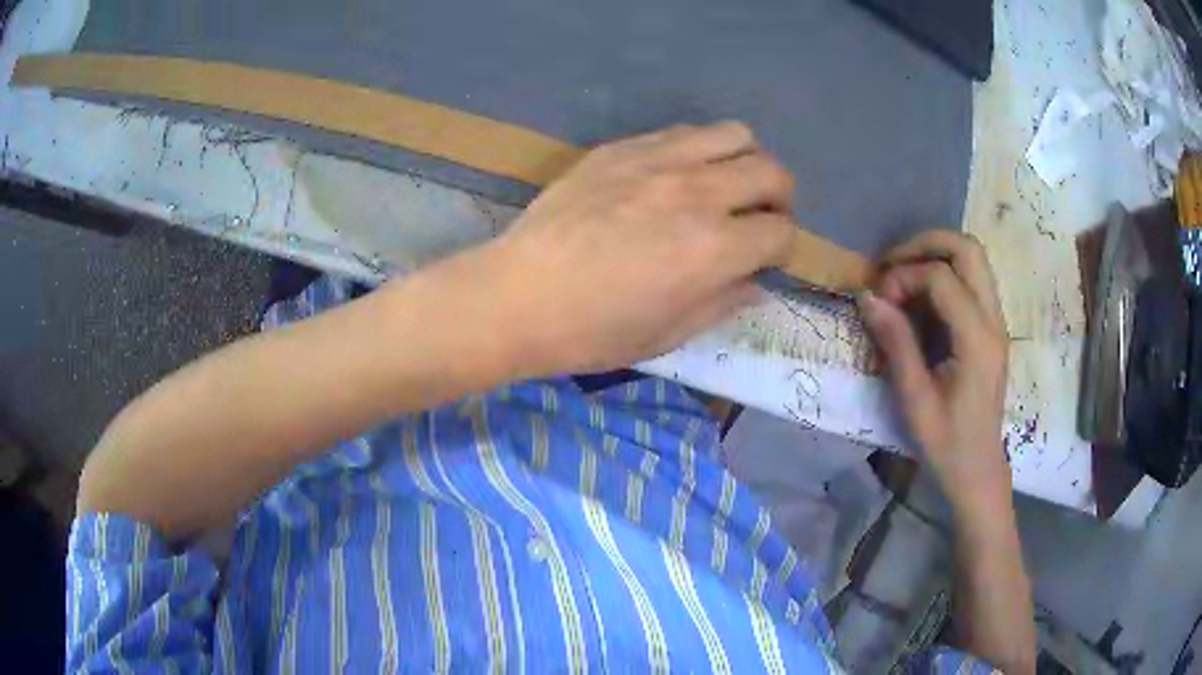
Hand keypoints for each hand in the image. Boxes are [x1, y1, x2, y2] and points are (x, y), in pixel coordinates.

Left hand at [482, 122, 797, 375]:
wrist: (517, 296)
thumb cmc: (592, 330)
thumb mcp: (667, 335)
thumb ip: (723, 303)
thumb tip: (756, 284)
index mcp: (714, 249)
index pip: (782, 231)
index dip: (782, 248)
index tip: (765, 258)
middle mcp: (697, 193)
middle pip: (771, 171)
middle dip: (778, 197)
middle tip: (756, 218)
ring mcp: (658, 161)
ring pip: (734, 134)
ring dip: (744, 161)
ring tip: (723, 185)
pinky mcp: (622, 147)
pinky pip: (683, 131)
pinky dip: (698, 149)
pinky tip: (676, 174)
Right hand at [859, 231, 1010, 512]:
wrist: (978, 471)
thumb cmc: (946, 444)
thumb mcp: (914, 400)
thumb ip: (896, 343)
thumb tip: (867, 296)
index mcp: (977, 340)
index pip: (942, 277)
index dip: (904, 277)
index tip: (879, 300)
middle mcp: (993, 321)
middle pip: (967, 248)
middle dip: (925, 244)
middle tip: (891, 266)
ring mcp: (996, 322)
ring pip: (972, 258)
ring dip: (935, 255)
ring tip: (902, 278)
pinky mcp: (991, 328)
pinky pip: (971, 279)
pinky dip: (943, 274)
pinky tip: (920, 299)